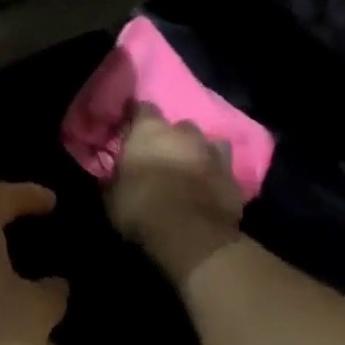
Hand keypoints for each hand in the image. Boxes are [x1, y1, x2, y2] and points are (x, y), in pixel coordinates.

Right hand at [107, 106, 245, 282]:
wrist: (192, 237)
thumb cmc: (142, 210)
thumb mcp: (112, 198)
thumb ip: (113, 179)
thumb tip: (111, 175)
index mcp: (149, 130)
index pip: (142, 107)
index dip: (136, 117)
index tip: (131, 128)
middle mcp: (183, 133)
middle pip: (178, 126)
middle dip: (171, 139)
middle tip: (162, 157)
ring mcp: (212, 152)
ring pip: (206, 143)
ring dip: (197, 153)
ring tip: (189, 171)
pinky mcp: (232, 177)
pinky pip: (223, 169)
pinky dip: (215, 175)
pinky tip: (209, 189)